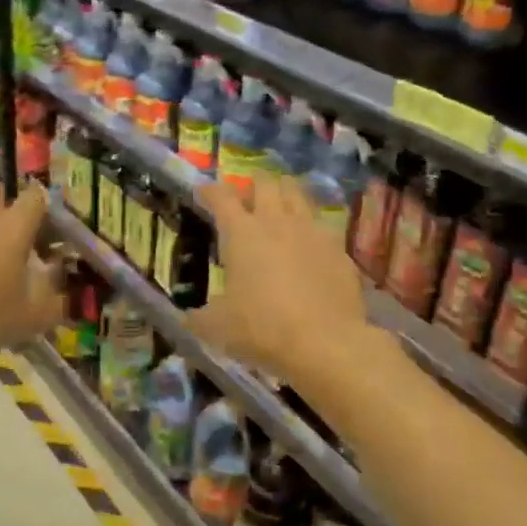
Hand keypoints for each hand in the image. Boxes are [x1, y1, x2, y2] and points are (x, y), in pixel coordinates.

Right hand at [187, 174, 369, 383]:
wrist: (325, 342)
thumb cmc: (262, 328)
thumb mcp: (217, 328)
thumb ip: (198, 318)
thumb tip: (187, 318)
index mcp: (241, 233)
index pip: (221, 197)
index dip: (211, 191)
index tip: (205, 191)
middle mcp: (276, 221)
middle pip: (266, 183)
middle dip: (254, 182)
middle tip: (248, 193)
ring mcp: (312, 231)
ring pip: (298, 194)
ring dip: (286, 193)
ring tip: (281, 203)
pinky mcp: (339, 249)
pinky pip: (323, 226)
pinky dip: (312, 227)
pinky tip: (310, 242)